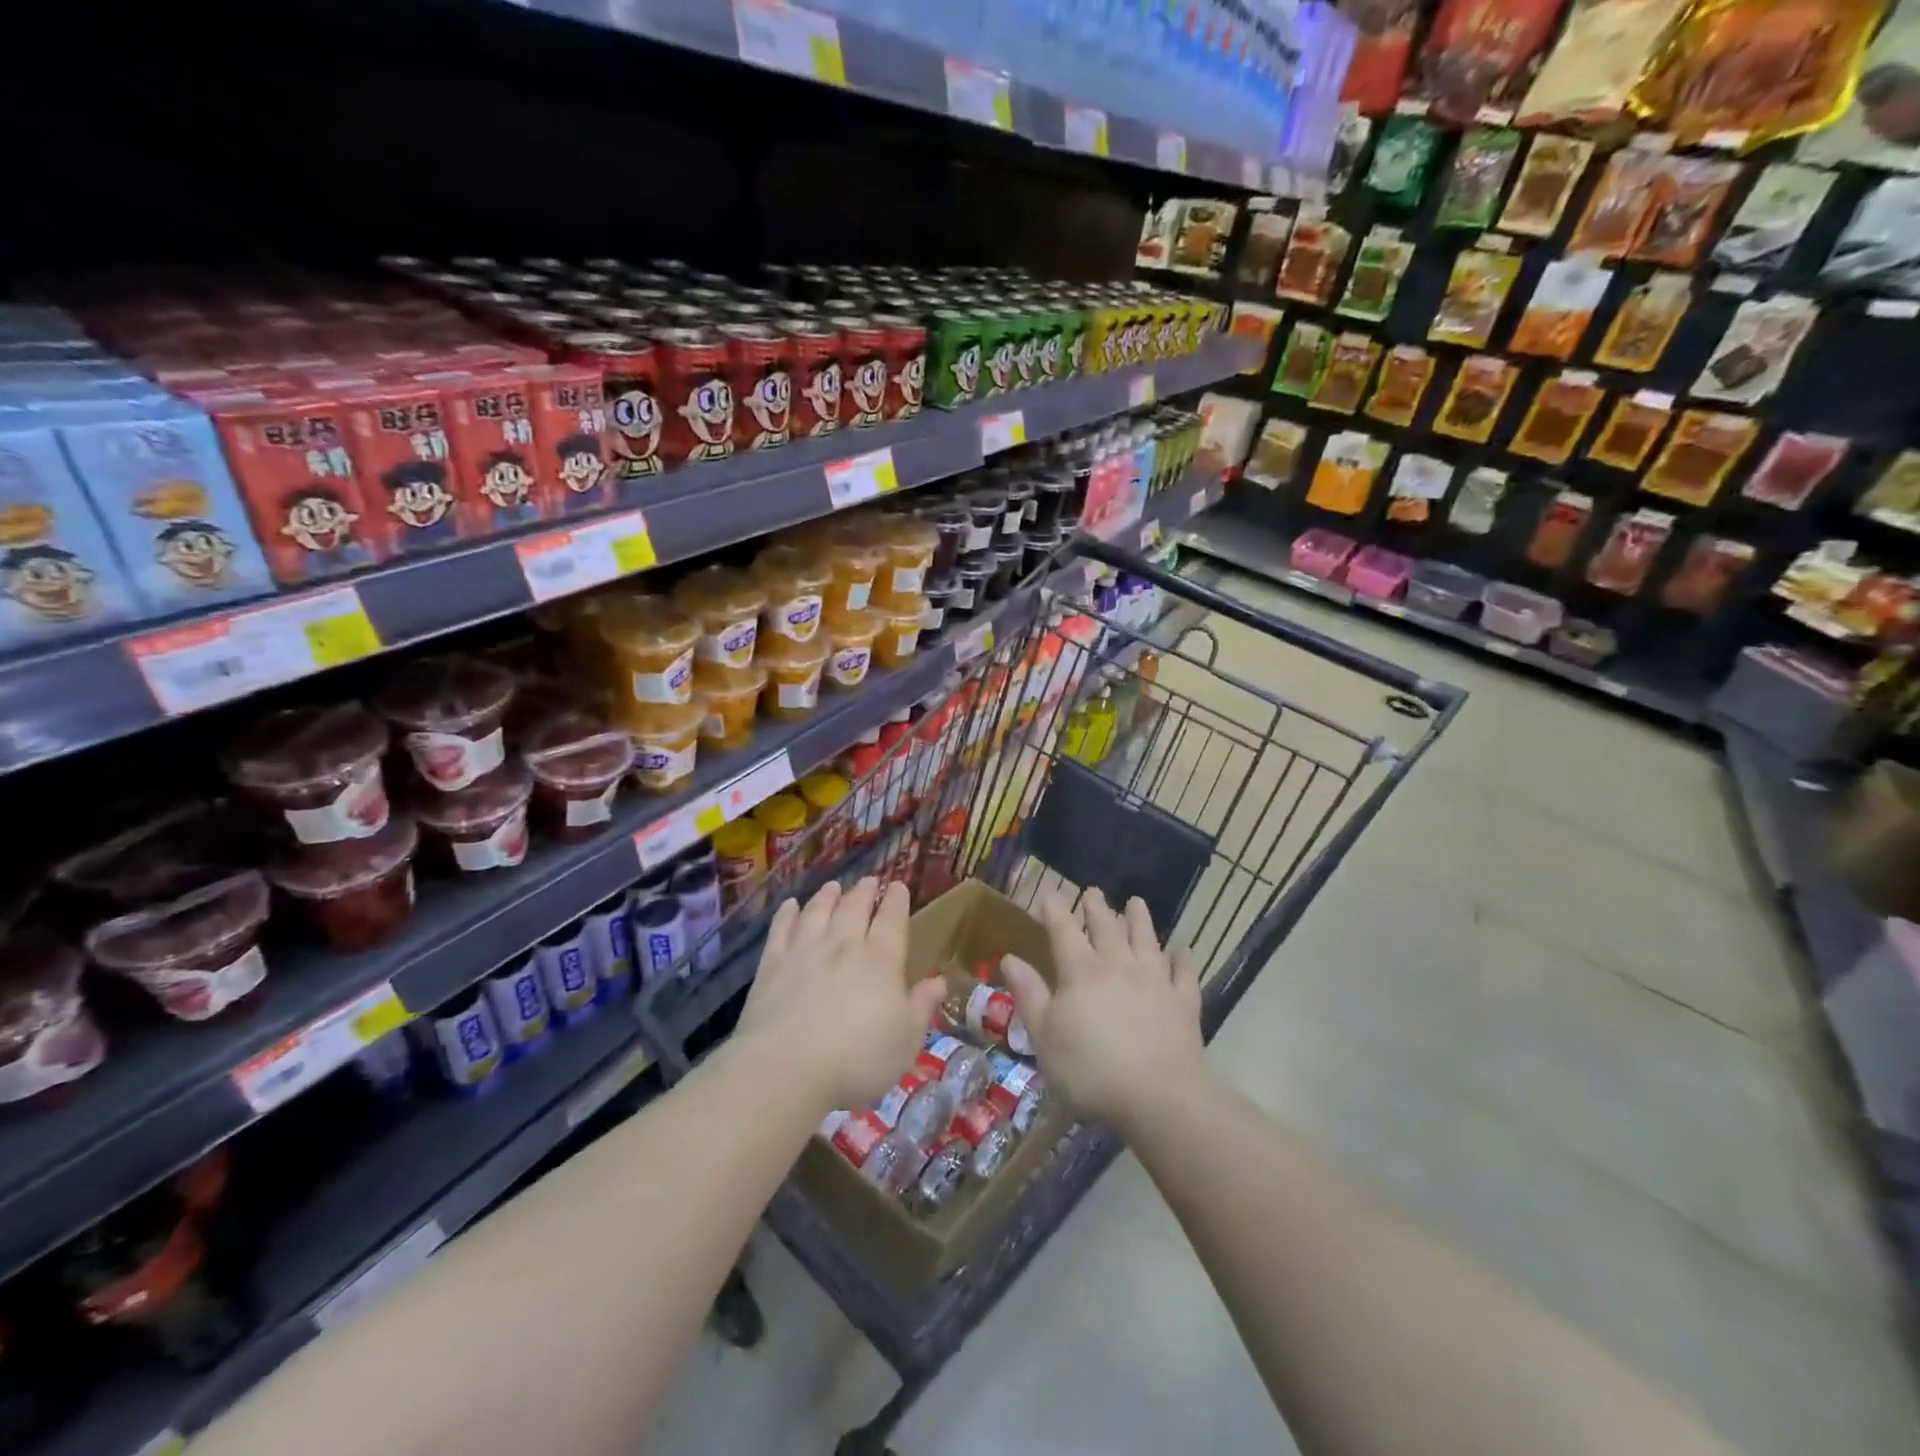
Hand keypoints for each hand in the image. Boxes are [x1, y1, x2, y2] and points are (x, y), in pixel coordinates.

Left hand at [735, 878, 946, 1112]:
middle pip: (854, 908)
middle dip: (864, 891)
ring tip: (834, 885)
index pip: (892, 919)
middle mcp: (843, 945)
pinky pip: (781, 929)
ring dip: (828, 895)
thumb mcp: (906, 1040)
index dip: (896, 900)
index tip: (898, 886)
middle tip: (869, 880)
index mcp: (881, 960)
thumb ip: (922, 1006)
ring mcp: (805, 951)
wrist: (785, 1068)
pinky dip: (787, 914)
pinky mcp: (772, 964)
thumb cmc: (857, 1060)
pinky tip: (790, 906)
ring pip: (818, 911)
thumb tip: (940, 980)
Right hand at [1000, 888, 1203, 1129]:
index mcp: (1081, 972)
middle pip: (1107, 928)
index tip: (1049, 893)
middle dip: (1097, 908)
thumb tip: (1010, 958)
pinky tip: (1182, 951)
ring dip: (1140, 920)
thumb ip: (1029, 994)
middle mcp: (1118, 966)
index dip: (1055, 909)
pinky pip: (1184, 973)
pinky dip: (1183, 959)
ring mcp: (1155, 981)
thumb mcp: (1044, 1036)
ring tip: (1136, 902)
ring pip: (1146, 941)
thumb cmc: (1089, 1069)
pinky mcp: (1183, 1003)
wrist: (1158, 1096)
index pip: (1064, 930)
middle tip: (1093, 891)